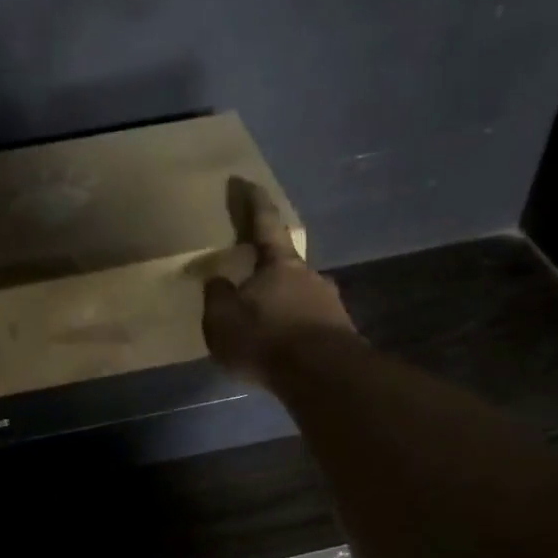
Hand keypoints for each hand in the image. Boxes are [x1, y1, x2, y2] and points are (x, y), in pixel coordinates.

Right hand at [203, 176, 356, 386]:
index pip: (265, 224)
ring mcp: (331, 305)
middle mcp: (311, 277)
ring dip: (283, 308)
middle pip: (286, 266)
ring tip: (264, 330)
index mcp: (280, 264)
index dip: (253, 203)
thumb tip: (217, 280)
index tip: (245, 182)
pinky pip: (309, 327)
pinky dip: (294, 333)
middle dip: (268, 273)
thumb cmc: (265, 339)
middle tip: (250, 287)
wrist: (322, 375)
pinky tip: (282, 352)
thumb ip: (217, 297)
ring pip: (300, 299)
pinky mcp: (341, 336)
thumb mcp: (222, 320)